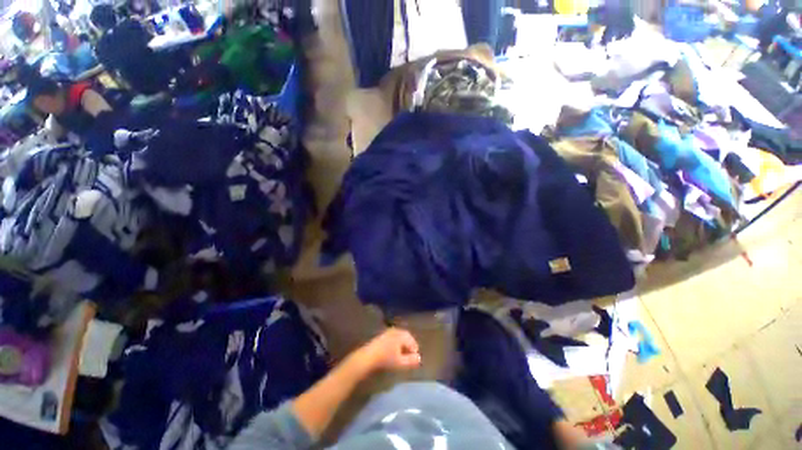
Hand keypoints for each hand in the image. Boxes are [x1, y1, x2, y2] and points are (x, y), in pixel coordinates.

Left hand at [359, 328, 421, 371]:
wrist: (368, 357)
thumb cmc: (386, 359)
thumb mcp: (400, 362)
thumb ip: (411, 360)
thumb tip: (419, 358)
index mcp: (401, 335)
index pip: (412, 341)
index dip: (414, 351)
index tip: (414, 359)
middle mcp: (396, 330)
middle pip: (406, 337)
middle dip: (409, 346)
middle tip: (409, 357)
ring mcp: (388, 332)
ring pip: (399, 337)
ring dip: (402, 345)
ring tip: (402, 355)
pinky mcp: (382, 335)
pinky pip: (393, 338)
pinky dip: (396, 344)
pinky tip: (393, 352)